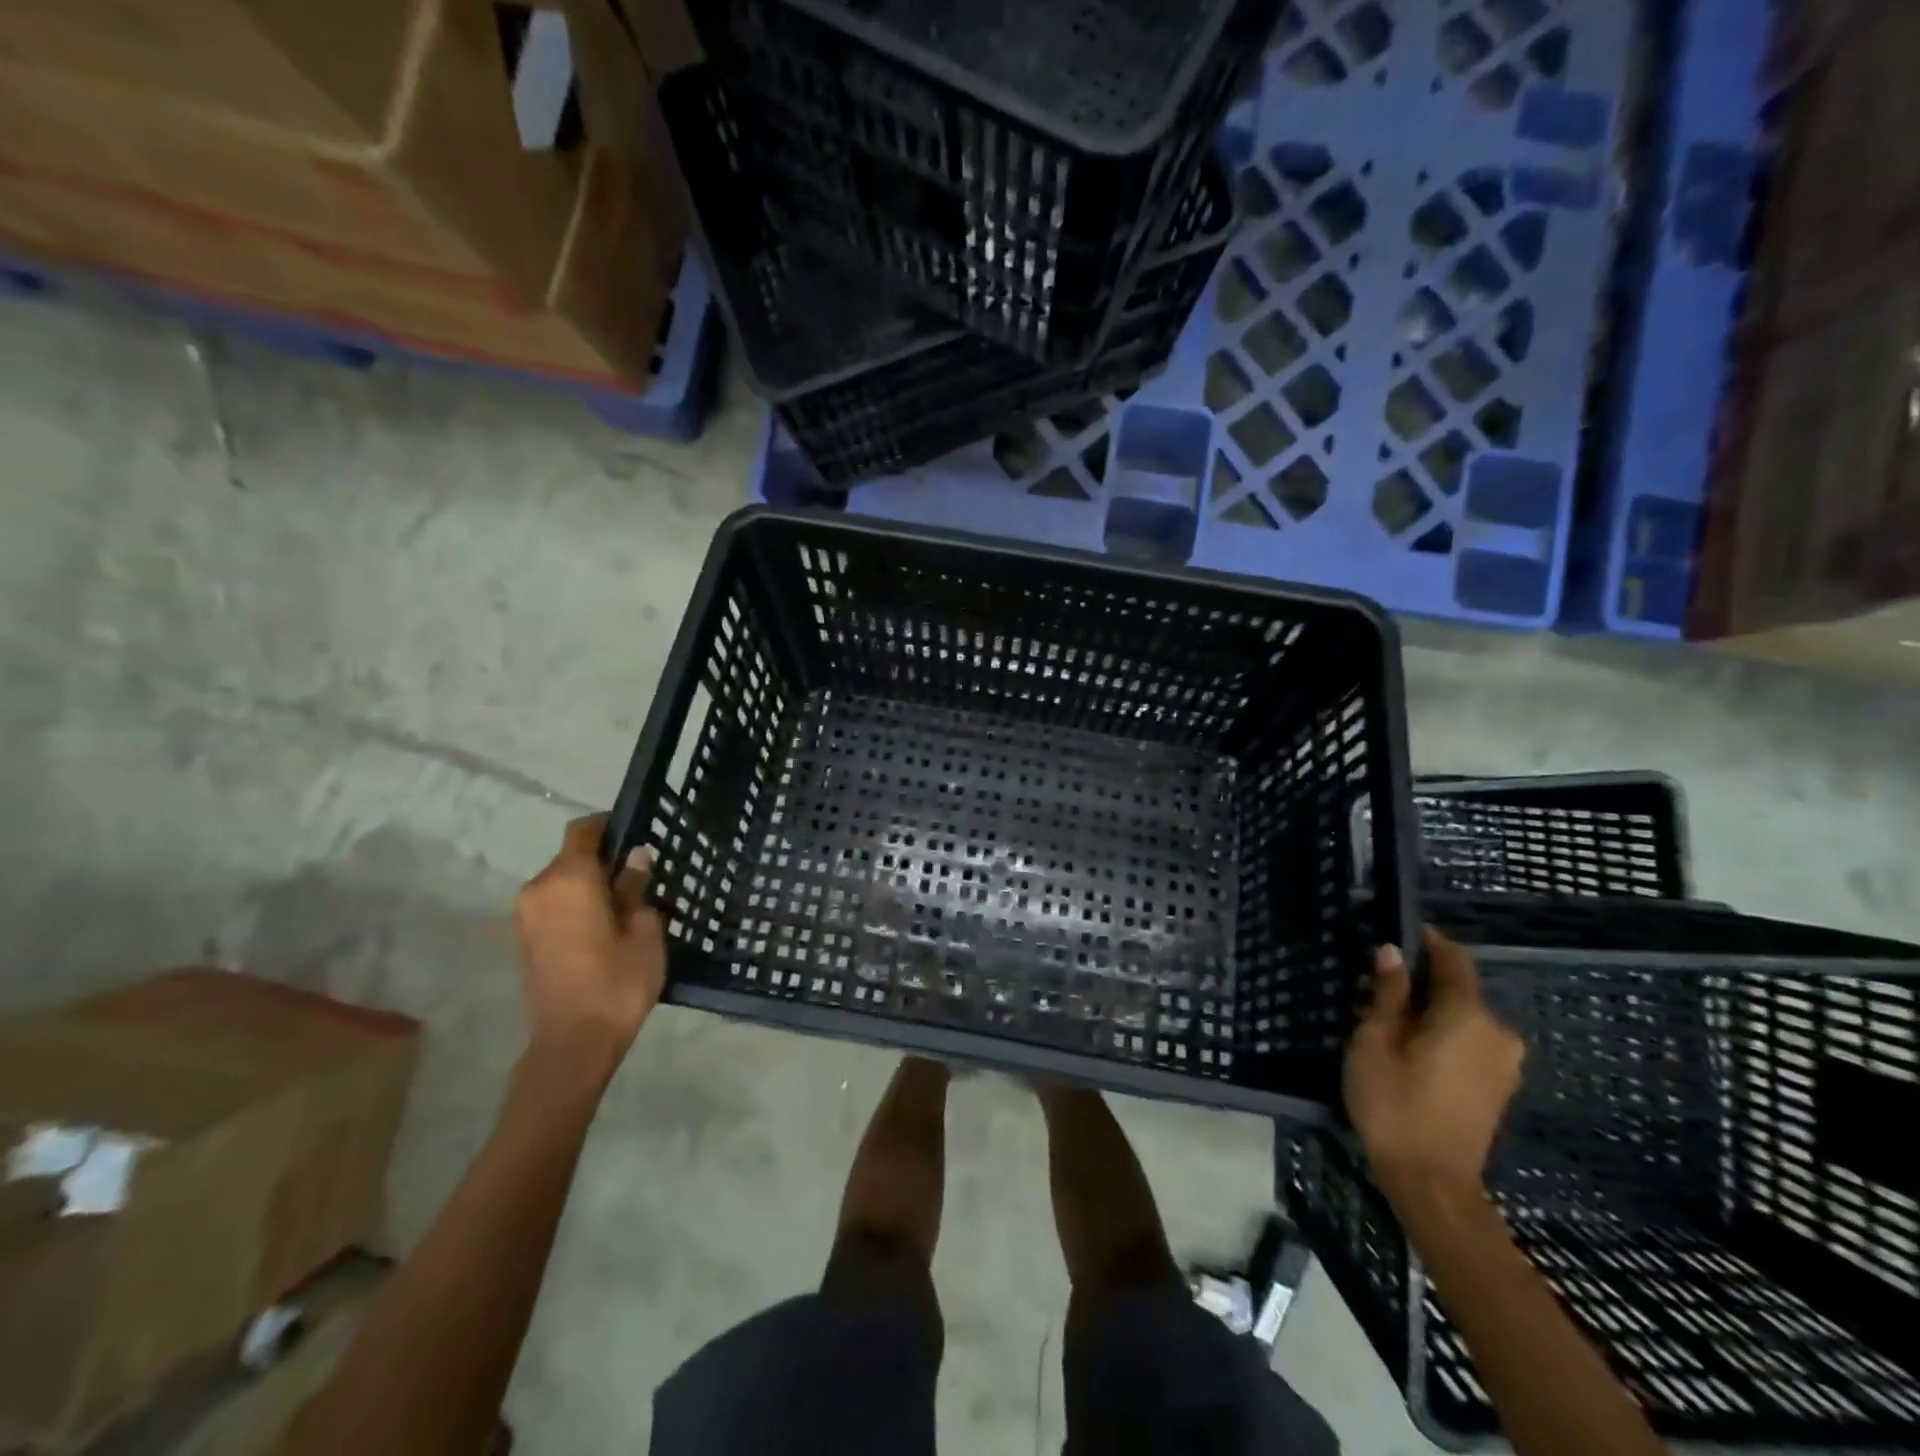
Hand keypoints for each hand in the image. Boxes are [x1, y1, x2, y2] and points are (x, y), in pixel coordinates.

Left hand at [514, 815, 665, 1077]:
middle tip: (641, 876)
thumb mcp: (643, 930)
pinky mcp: (525, 939)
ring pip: (562, 881)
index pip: (583, 831)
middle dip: (604, 859)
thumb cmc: (617, 981)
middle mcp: (539, 888)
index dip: (609, 825)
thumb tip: (636, 857)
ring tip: (626, 903)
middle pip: (572, 856)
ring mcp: (526, 916)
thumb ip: (636, 887)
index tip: (637, 833)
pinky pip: (554, 904)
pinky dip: (577, 903)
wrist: (573, 1042)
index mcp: (569, 878)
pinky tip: (604, 925)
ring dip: (590, 884)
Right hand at [1344, 928, 1523, 1204]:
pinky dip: (1442, 1035)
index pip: (1452, 958)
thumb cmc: (1394, 1102)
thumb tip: (1392, 952)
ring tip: (1386, 1021)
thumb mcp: (1375, 1040)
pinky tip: (1410, 1050)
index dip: (1425, 940)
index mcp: (1468, 1014)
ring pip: (1463, 1018)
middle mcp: (1498, 1032)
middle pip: (1458, 989)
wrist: (1432, 1183)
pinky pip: (1470, 1042)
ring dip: (1429, 1011)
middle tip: (1374, 987)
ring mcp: (1504, 1063)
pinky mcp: (1499, 1088)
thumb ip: (1388, 993)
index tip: (1393, 934)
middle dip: (1419, 982)